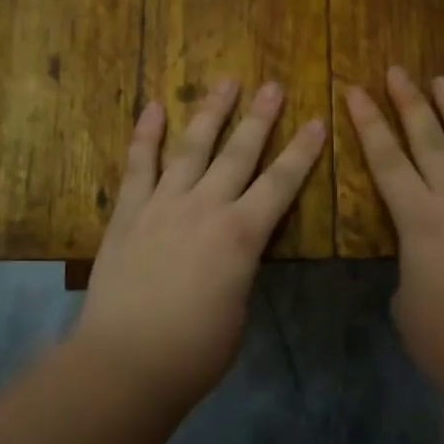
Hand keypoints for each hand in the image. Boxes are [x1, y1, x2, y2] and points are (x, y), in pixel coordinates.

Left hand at [75, 81, 326, 400]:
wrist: (126, 362)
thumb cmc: (195, 350)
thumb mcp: (238, 308)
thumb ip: (240, 267)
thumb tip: (235, 250)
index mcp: (241, 235)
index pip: (281, 183)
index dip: (302, 151)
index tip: (317, 121)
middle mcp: (205, 207)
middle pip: (239, 153)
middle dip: (260, 118)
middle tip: (273, 86)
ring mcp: (162, 205)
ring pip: (192, 148)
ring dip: (210, 113)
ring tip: (225, 82)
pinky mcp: (128, 213)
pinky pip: (138, 166)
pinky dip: (145, 135)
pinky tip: (153, 108)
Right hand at [346, 68, 443, 403]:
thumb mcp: (406, 298)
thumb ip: (411, 260)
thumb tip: (424, 249)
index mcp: (420, 221)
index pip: (387, 160)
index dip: (369, 123)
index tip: (356, 90)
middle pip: (431, 140)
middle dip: (411, 102)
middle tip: (398, 71)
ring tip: (443, 81)